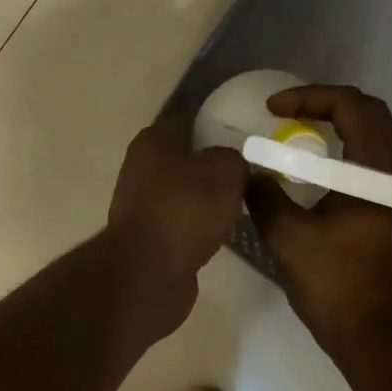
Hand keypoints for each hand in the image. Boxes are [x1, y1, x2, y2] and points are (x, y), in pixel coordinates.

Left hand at [107, 115, 249, 300]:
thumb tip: (230, 164)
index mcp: (154, 140)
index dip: (216, 121)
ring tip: (242, 200)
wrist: (148, 273)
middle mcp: (141, 167)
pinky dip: (199, 224)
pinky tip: (222, 229)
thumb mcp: (225, 172)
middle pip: (185, 156)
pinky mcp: (148, 236)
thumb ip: (233, 158)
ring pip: (184, 190)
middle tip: (250, 167)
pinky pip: (181, 220)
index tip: (246, 129)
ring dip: (207, 196)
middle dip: (213, 161)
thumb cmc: (185, 211)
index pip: (188, 117)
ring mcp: (141, 204)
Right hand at [246, 85, 391, 356]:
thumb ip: (264, 196)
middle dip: (325, 105)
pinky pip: (372, 165)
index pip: (352, 107)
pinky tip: (315, 173)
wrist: (374, 335)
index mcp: (378, 172)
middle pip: (369, 115)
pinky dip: (344, 155)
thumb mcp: (287, 237)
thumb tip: (246, 172)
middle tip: (287, 114)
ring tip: (297, 137)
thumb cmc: (334, 284)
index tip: (273, 110)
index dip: (310, 97)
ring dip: (337, 129)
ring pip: (374, 140)